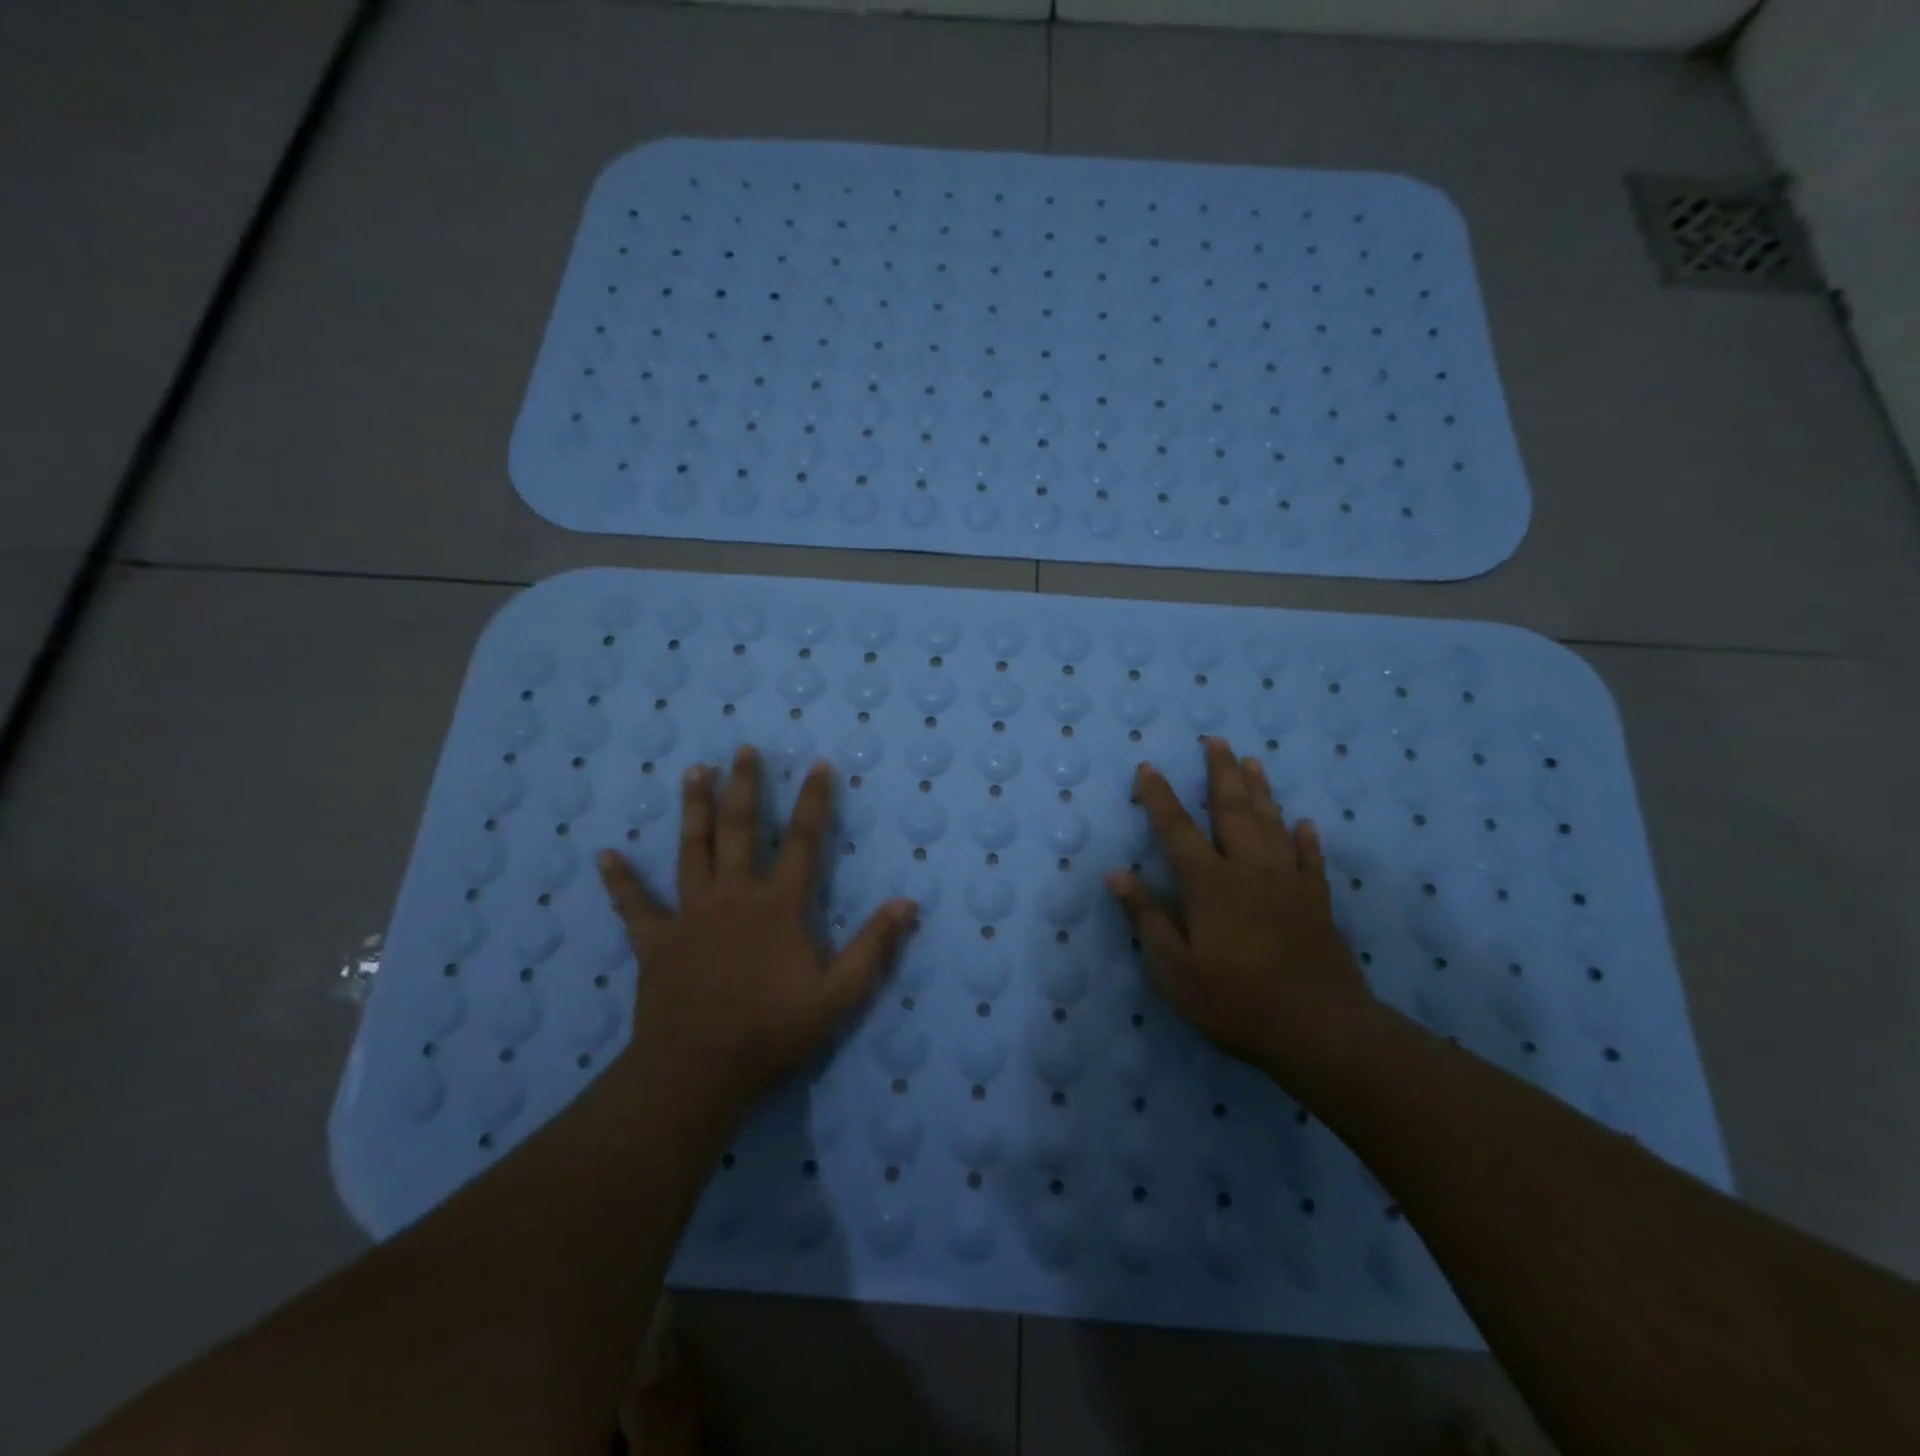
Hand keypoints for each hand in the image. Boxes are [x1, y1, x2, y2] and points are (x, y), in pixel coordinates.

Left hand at [597, 747, 916, 1127]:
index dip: (814, 802)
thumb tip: (907, 903)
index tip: (818, 764)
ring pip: (692, 850)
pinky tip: (604, 855)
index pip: (804, 842)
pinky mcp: (656, 940)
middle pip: (740, 831)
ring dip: (694, 810)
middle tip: (743, 750)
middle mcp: (733, 896)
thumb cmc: (772, 1029)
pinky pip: (635, 905)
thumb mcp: (839, 994)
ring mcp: (690, 915)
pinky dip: (621, 880)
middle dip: (745, 788)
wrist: (699, 1068)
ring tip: (694, 772)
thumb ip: (873, 947)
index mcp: (778, 906)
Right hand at [1106, 737, 1374, 1074]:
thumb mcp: (1173, 969)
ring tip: (1253, 761)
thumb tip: (1117, 874)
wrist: (1320, 1030)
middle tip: (1215, 740)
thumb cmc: (1235, 1001)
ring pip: (1272, 825)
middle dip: (1220, 773)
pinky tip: (1305, 823)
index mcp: (1210, 884)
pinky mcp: (1317, 904)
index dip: (1159, 797)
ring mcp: (1288, 884)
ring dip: (1260, 791)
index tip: (1148, 767)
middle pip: (1232, 811)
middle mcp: (1249, 871)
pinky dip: (1306, 839)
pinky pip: (1311, 861)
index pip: (1176, 829)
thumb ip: (1146, 918)